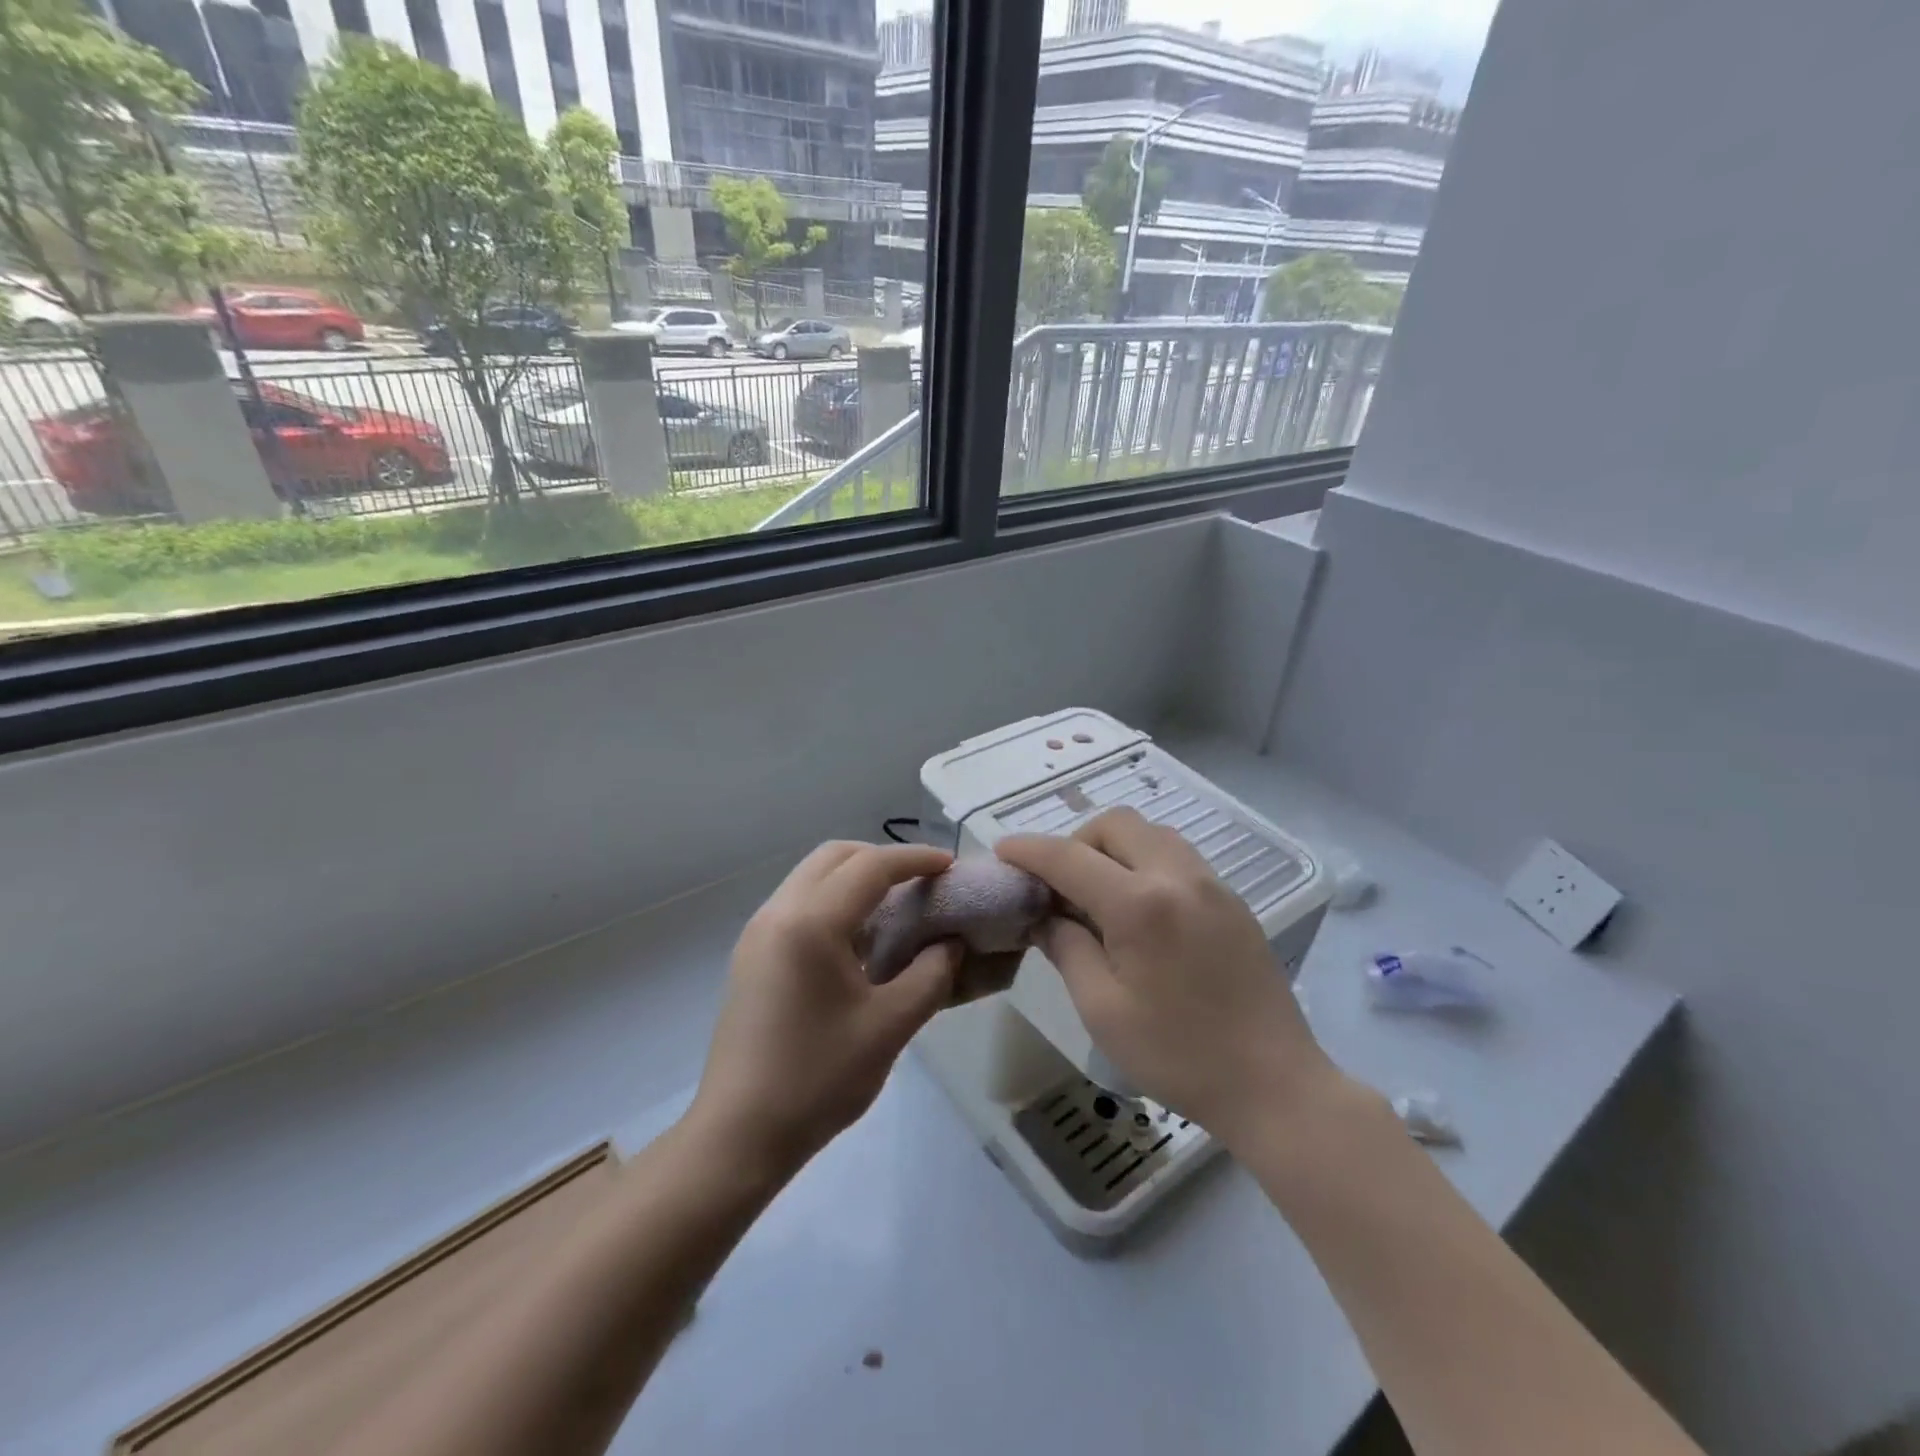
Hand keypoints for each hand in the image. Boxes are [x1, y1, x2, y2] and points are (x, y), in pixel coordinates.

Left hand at [688, 841, 959, 1177]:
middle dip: (882, 858)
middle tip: (921, 882)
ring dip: (855, 877)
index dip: (915, 859)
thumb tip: (951, 943)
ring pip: (812, 875)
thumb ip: (931, 975)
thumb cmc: (818, 1080)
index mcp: (810, 923)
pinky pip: (798, 902)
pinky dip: (833, 899)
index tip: (950, 867)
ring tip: (894, 905)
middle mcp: (778, 912)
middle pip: (834, 856)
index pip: (870, 866)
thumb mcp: (889, 1028)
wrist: (739, 1135)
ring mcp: (757, 932)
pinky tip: (857, 937)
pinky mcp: (750, 954)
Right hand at [997, 808, 1337, 1143]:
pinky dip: (1145, 861)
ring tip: (1099, 894)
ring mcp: (1212, 884)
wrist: (1274, 1084)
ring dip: (1113, 847)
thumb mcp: (1102, 1009)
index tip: (1003, 851)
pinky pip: (1177, 856)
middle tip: (1060, 886)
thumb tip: (1044, 915)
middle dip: (1076, 842)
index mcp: (1140, 904)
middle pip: (1115, 824)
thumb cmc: (1178, 1056)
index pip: (1069, 857)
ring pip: (1150, 833)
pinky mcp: (1232, 900)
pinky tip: (1140, 909)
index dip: (1029, 851)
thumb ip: (1067, 948)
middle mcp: (1177, 876)